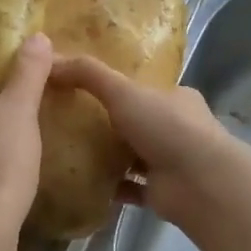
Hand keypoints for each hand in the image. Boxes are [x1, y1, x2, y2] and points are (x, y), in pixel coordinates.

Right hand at [48, 56, 236, 225]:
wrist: (200, 183)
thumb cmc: (166, 127)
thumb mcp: (123, 91)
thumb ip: (89, 74)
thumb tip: (50, 58)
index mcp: (175, 98)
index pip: (143, 88)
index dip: (115, 86)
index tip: (81, 87)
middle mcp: (176, 128)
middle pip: (136, 122)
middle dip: (107, 122)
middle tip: (66, 121)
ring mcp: (170, 162)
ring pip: (132, 156)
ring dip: (106, 155)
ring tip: (66, 151)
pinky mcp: (160, 192)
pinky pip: (129, 187)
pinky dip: (109, 186)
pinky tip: (81, 182)